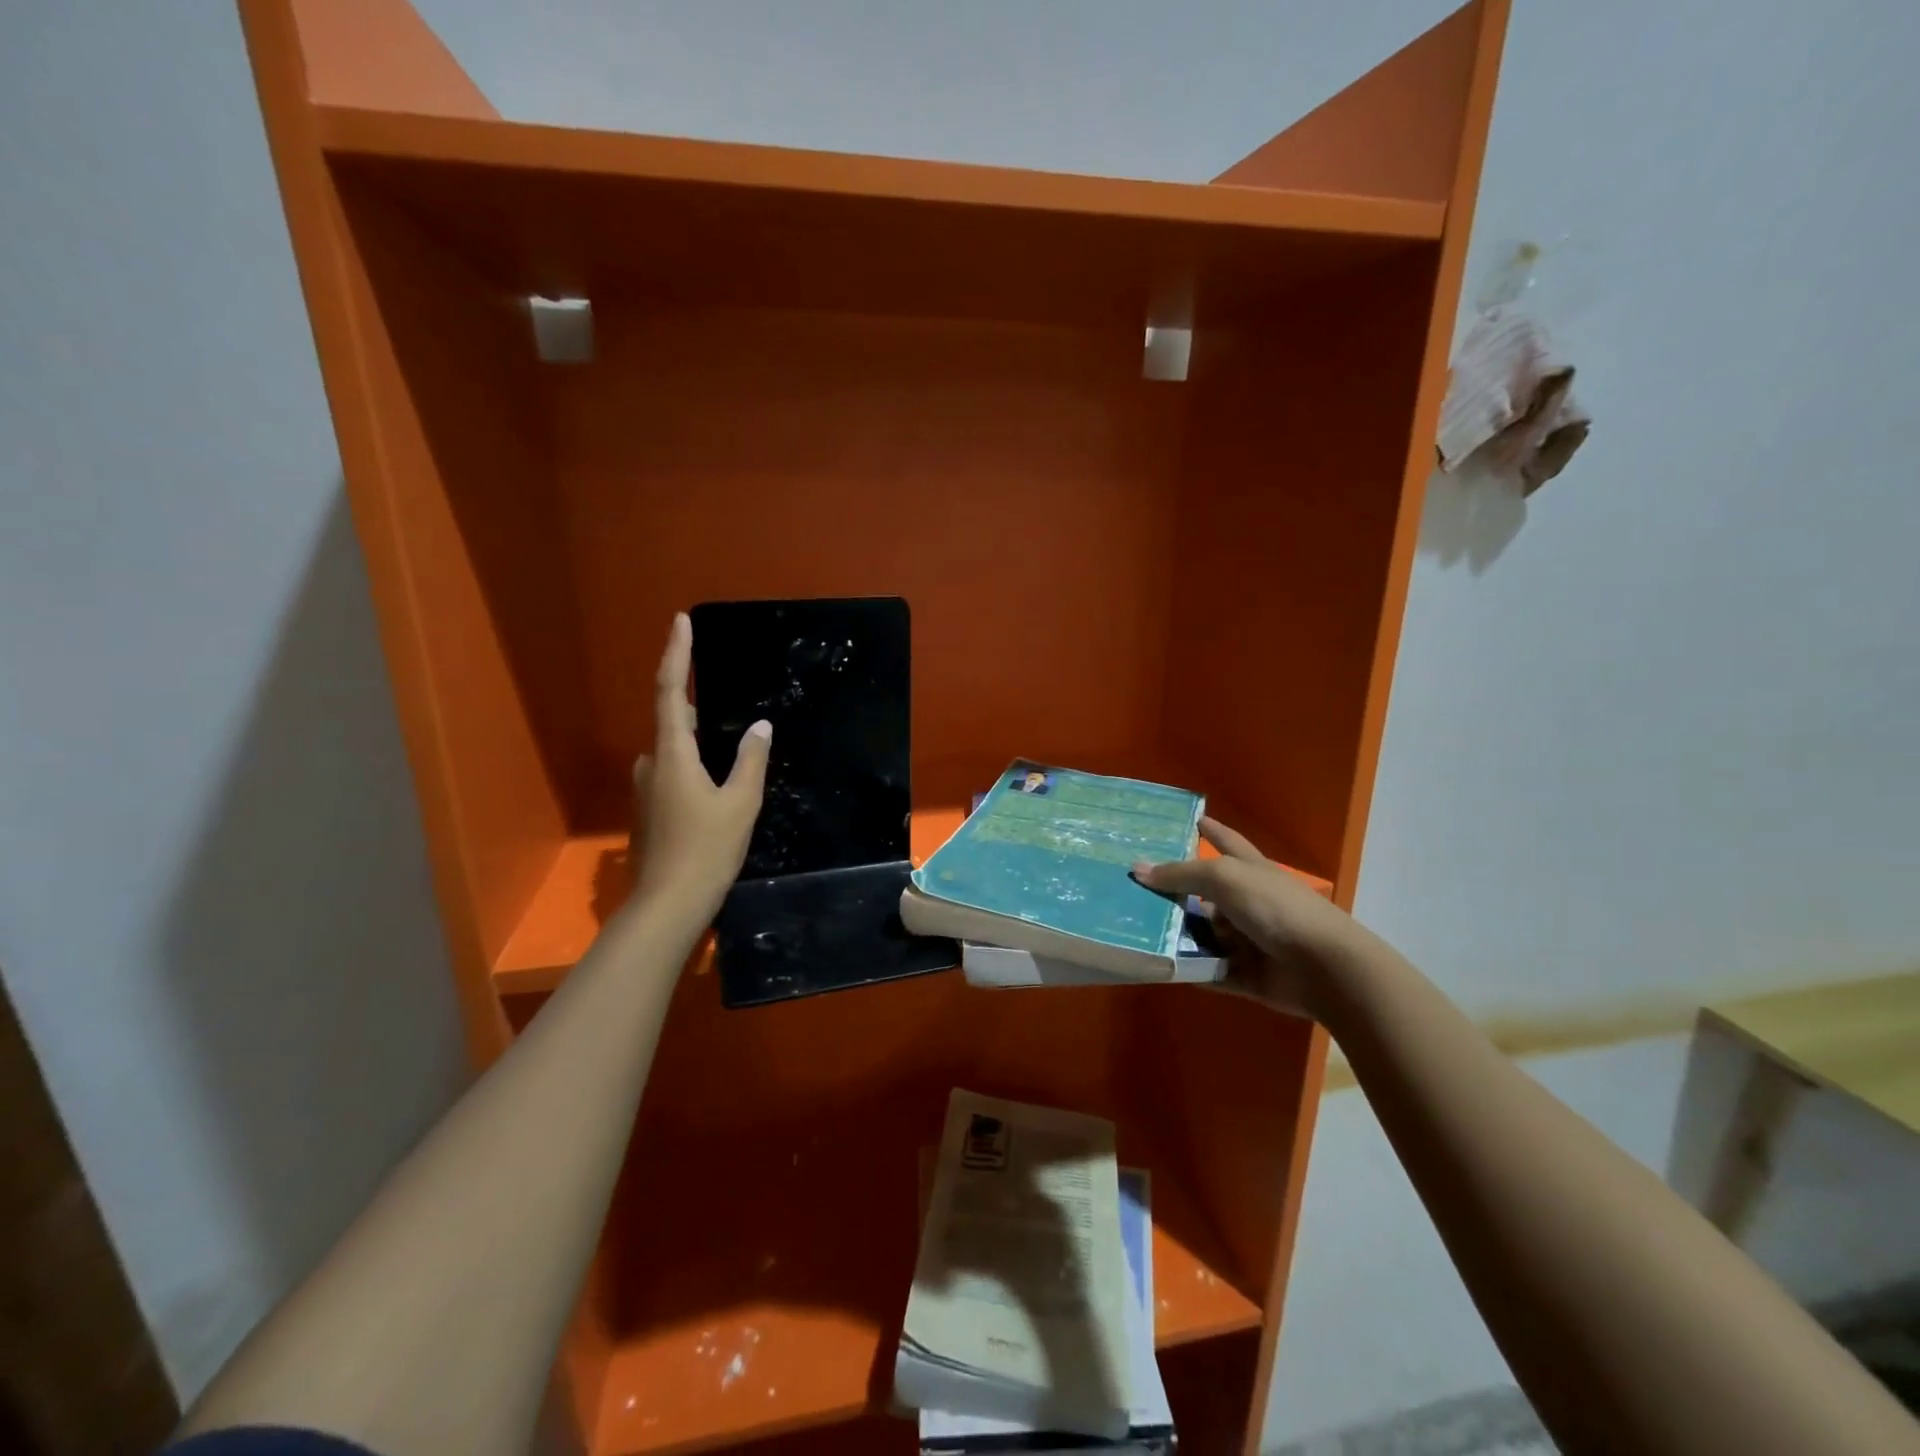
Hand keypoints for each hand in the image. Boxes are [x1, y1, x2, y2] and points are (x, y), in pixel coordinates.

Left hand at [628, 613, 769, 925]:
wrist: (668, 904)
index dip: (676, 654)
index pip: (671, 691)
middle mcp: (651, 764)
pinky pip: (673, 771)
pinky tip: (716, 780)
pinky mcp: (650, 810)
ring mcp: (646, 789)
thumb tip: (759, 726)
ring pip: (673, 749)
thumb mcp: (740, 802)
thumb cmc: (707, 849)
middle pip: (672, 720)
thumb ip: (750, 760)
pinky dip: (693, 763)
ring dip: (696, 738)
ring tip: (729, 739)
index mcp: (672, 754)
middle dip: (694, 701)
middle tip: (723, 689)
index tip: (681, 621)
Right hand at [1134, 818, 1358, 1018]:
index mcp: (1250, 871)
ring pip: (1203, 934)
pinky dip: (1188, 970)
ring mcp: (1247, 940)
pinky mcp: (1245, 974)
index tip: (1193, 820)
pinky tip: (1157, 966)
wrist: (1323, 968)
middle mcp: (1248, 902)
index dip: (1212, 831)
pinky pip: (1208, 971)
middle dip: (1175, 892)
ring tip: (1134, 930)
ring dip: (1176, 935)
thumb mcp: (1224, 878)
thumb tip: (1137, 869)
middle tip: (1133, 888)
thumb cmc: (1275, 908)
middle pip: (1205, 893)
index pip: (1227, 842)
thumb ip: (1181, 874)